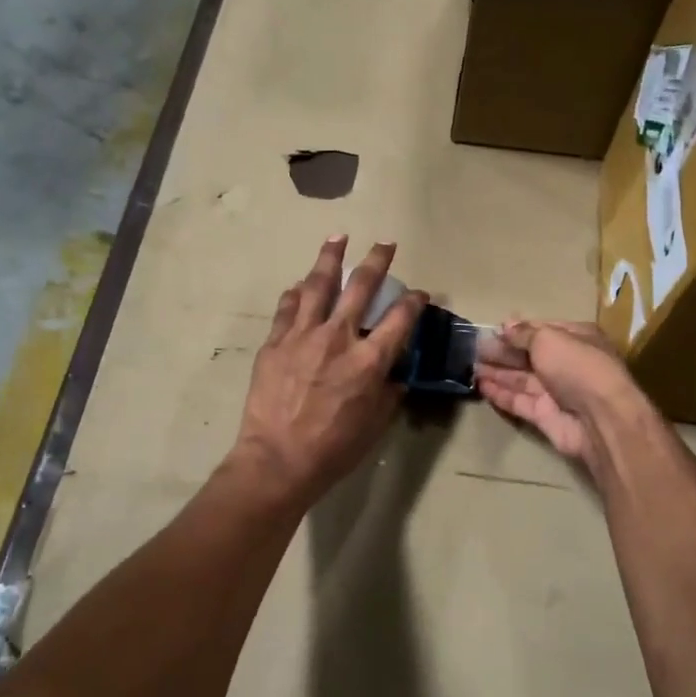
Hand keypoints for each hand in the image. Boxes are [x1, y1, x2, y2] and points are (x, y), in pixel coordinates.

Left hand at [229, 236, 426, 505]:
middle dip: (377, 261)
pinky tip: (300, 284)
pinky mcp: (275, 343)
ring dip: (330, 258)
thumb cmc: (333, 449)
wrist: (277, 459)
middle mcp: (338, 338)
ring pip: (318, 285)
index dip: (414, 301)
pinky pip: (288, 308)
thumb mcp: (374, 425)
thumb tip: (395, 377)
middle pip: (361, 287)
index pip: (400, 319)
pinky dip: (297, 293)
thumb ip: (389, 394)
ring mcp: (302, 336)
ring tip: (338, 237)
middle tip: (385, 243)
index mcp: (369, 360)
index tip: (420, 293)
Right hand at [475, 320, 646, 469]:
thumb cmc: (577, 366)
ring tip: (470, 365)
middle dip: (503, 352)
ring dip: (497, 372)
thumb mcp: (549, 339)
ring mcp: (556, 391)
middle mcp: (567, 363)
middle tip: (474, 348)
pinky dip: (500, 393)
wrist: (600, 418)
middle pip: (529, 355)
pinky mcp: (545, 415)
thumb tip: (506, 326)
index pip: (543, 330)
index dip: (518, 330)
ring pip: (521, 379)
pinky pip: (518, 401)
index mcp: (576, 338)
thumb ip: (524, 333)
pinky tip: (480, 385)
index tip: (493, 331)